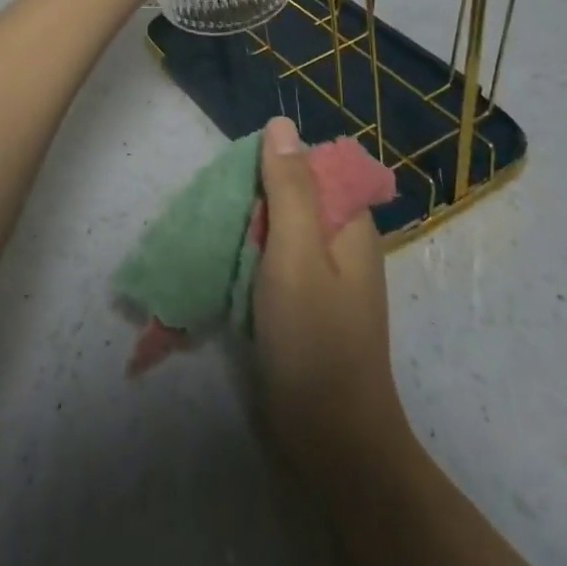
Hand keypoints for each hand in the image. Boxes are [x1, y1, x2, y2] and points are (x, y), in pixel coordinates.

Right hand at [253, 116, 405, 472]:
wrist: (333, 443)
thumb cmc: (315, 340)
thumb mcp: (296, 253)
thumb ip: (289, 187)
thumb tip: (280, 123)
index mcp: (350, 223)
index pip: (313, 165)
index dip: (274, 164)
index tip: (239, 181)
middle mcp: (342, 243)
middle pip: (294, 195)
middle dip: (255, 199)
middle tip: (221, 215)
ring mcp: (325, 276)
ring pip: (280, 229)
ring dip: (248, 229)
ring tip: (216, 238)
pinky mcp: (306, 304)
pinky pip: (275, 261)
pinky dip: (251, 258)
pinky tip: (227, 268)